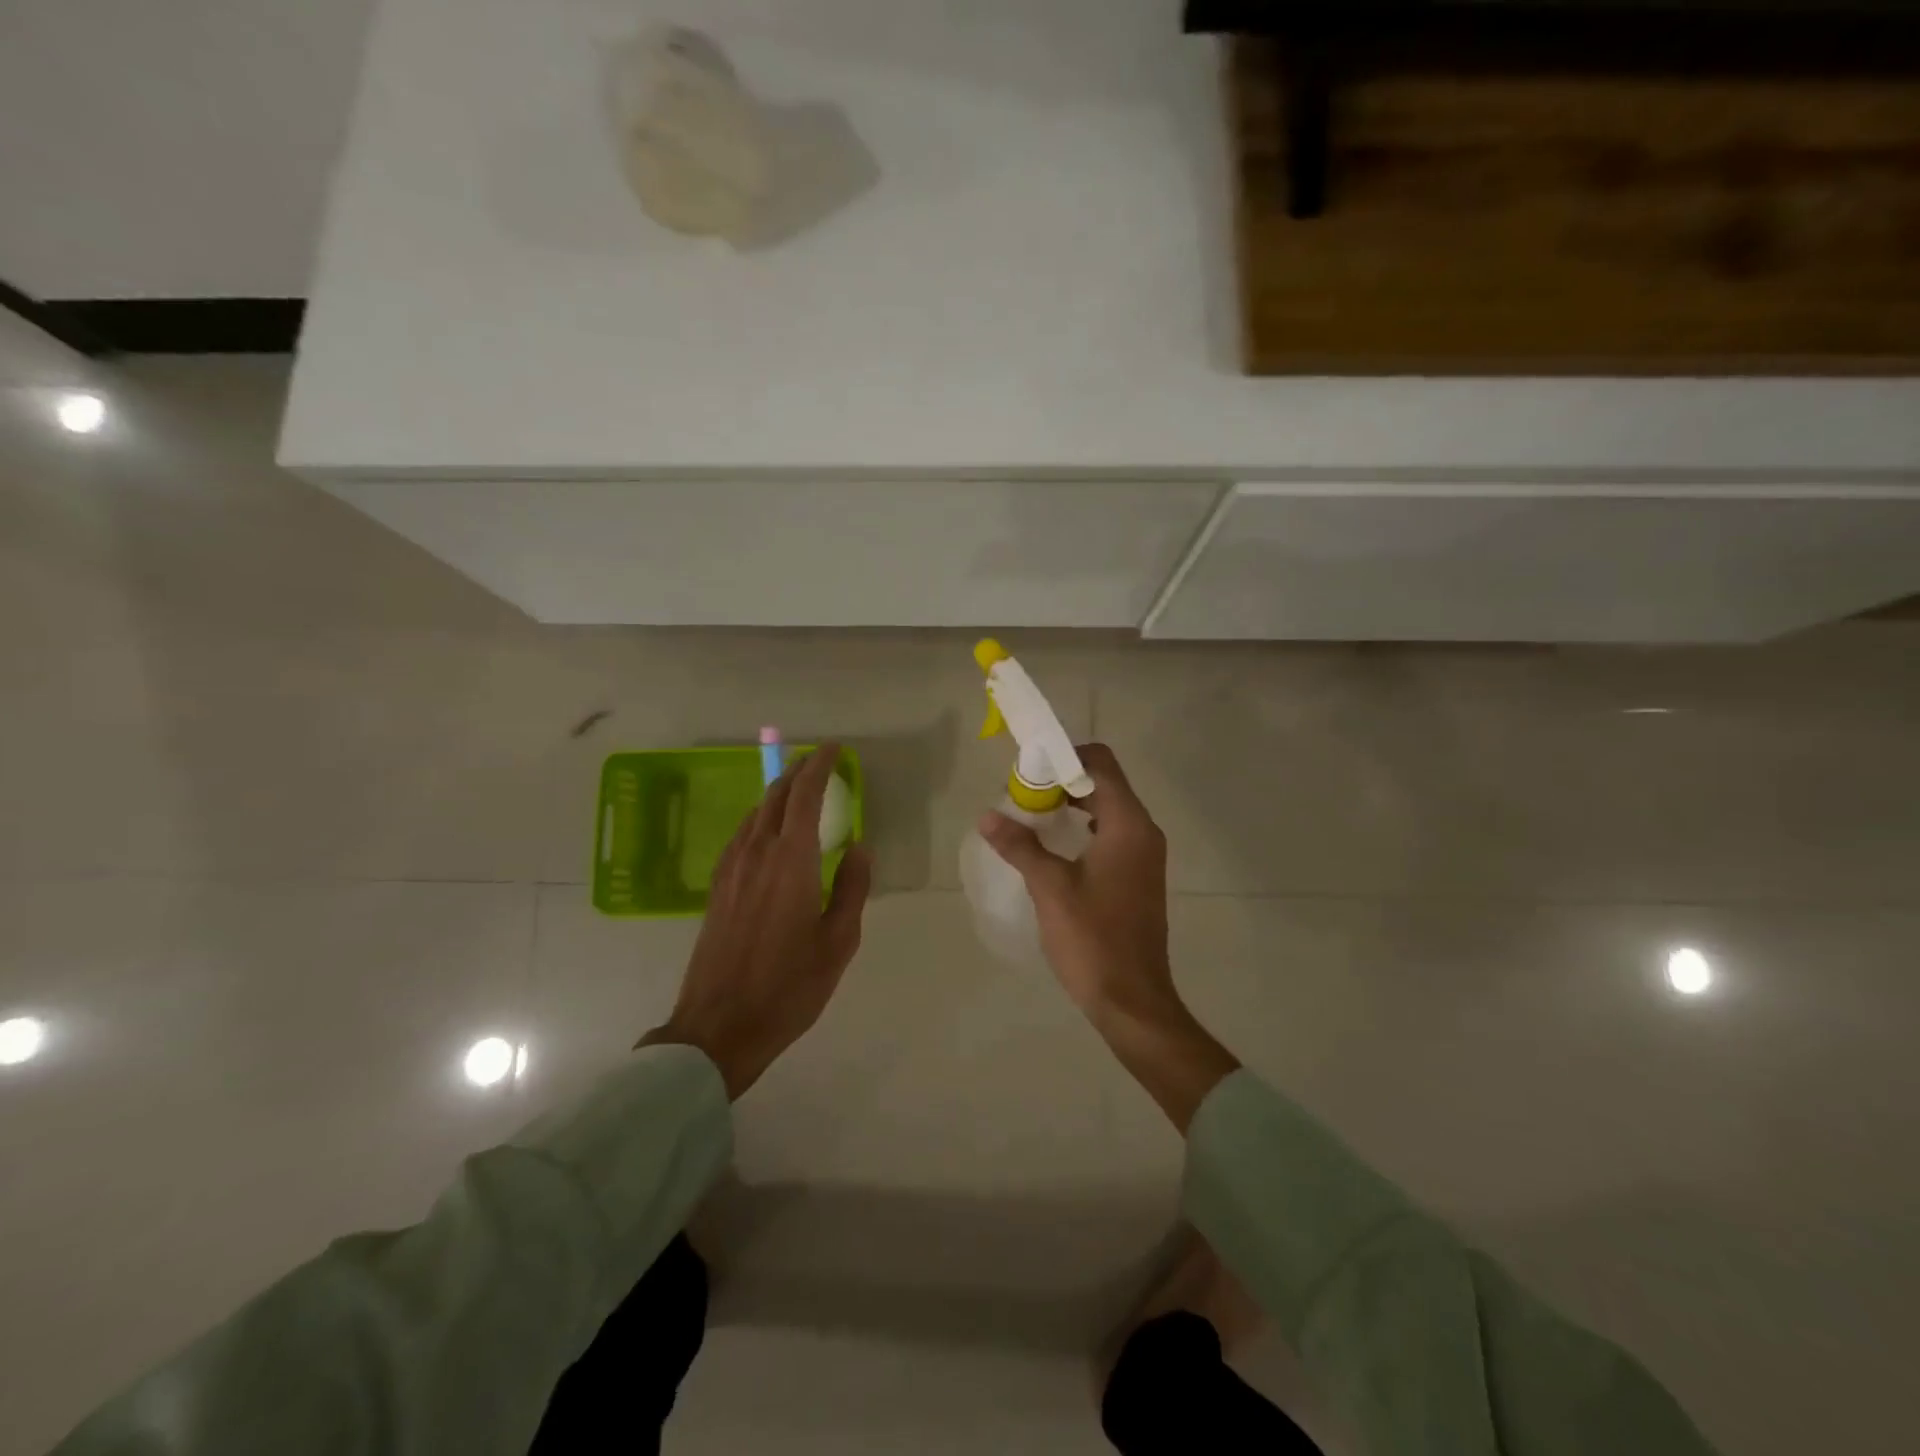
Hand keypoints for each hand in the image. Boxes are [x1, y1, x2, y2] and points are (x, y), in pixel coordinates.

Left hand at [641, 744, 871, 1098]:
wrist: (719, 1026)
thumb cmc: (788, 986)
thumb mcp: (838, 942)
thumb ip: (852, 888)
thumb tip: (859, 847)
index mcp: (791, 861)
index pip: (804, 796)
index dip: (819, 766)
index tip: (832, 749)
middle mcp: (756, 854)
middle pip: (775, 797)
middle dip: (797, 773)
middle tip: (819, 763)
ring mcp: (731, 869)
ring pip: (756, 814)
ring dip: (778, 794)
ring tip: (798, 791)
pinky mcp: (718, 887)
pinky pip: (742, 835)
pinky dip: (762, 818)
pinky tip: (770, 832)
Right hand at [977, 742, 1174, 1020]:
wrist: (1132, 999)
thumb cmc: (1092, 938)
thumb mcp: (1050, 888)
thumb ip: (1020, 846)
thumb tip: (987, 816)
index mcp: (1128, 824)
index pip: (1100, 764)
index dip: (1064, 757)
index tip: (1028, 769)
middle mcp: (1143, 831)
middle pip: (1104, 783)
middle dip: (1062, 780)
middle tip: (1022, 793)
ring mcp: (1144, 856)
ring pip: (1107, 809)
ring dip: (1072, 804)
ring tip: (1031, 816)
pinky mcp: (1138, 876)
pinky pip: (1111, 834)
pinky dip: (1083, 828)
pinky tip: (1053, 846)